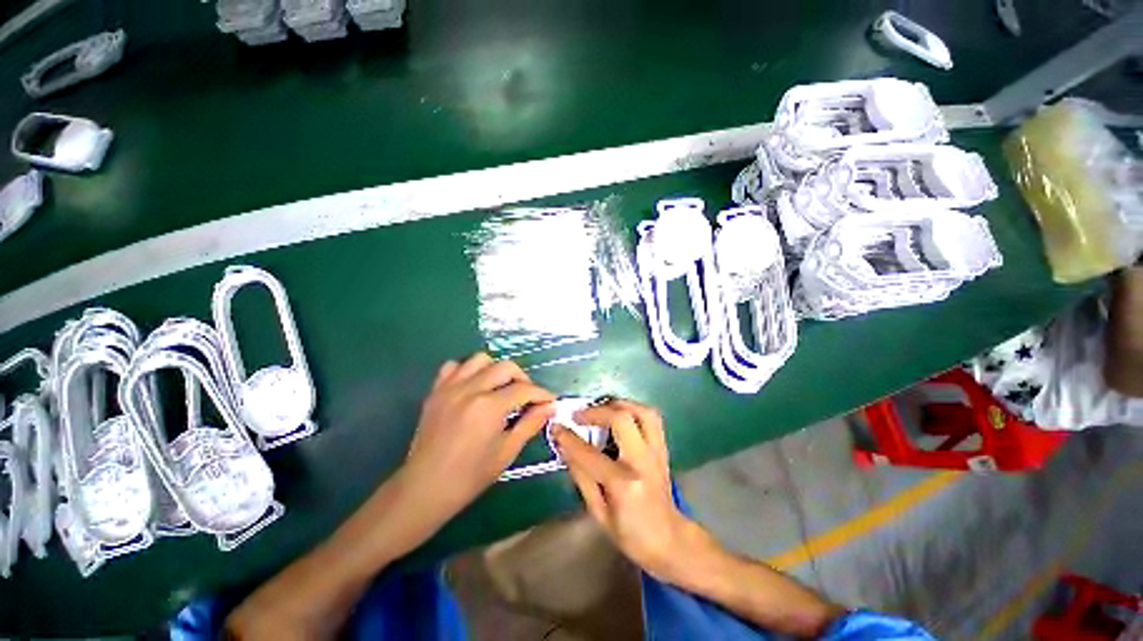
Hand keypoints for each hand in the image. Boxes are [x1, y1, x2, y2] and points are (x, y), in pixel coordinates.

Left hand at [400, 353, 555, 523]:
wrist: (424, 488)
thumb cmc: (470, 476)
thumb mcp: (506, 452)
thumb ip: (530, 424)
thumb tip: (550, 407)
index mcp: (489, 407)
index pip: (524, 389)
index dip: (541, 394)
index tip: (550, 401)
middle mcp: (470, 389)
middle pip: (505, 367)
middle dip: (523, 378)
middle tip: (527, 396)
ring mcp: (450, 387)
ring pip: (480, 359)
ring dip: (496, 369)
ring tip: (501, 387)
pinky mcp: (436, 391)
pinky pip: (454, 366)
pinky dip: (468, 370)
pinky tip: (474, 386)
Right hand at [553, 400, 706, 583]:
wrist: (669, 539)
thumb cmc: (630, 534)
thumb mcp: (598, 512)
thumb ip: (581, 476)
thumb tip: (564, 446)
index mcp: (624, 484)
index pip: (590, 454)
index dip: (568, 438)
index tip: (555, 426)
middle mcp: (643, 462)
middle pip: (622, 419)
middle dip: (596, 411)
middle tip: (579, 415)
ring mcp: (657, 452)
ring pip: (642, 411)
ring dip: (619, 404)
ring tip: (601, 408)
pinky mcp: (663, 447)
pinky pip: (651, 417)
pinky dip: (633, 409)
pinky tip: (619, 414)